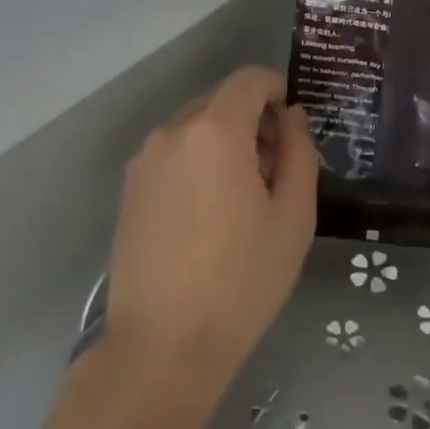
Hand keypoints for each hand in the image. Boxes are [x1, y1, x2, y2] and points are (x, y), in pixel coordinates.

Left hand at [104, 67, 317, 394]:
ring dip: (226, 142)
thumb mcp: (293, 214)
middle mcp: (172, 132)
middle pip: (222, 100)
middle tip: (275, 171)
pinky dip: (199, 162)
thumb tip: (291, 117)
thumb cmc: (241, 279)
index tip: (295, 129)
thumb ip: (299, 151)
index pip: (250, 79)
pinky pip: (174, 153)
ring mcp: (144, 161)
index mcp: (214, 130)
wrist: (161, 349)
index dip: (279, 91)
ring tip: (242, 198)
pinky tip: (209, 215)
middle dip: (254, 120)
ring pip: (197, 127)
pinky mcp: (129, 189)